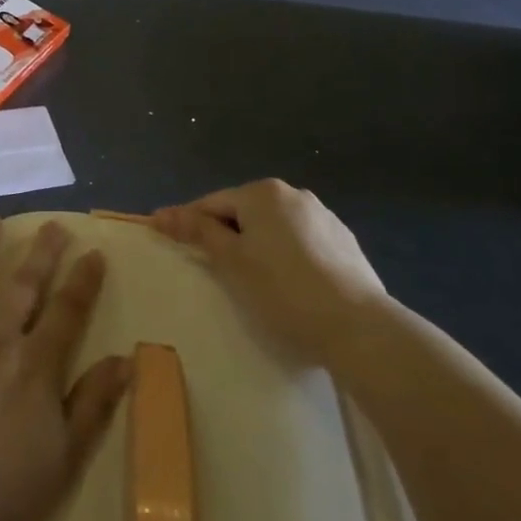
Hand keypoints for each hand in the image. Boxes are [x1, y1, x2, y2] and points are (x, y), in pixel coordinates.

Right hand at [150, 179, 386, 365]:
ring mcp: (324, 217)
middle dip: (224, 235)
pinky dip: (285, 257)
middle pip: (243, 212)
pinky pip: (300, 243)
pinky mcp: (344, 243)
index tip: (164, 238)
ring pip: (273, 228)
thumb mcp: (231, 262)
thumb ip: (198, 232)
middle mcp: (294, 194)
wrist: (358, 327)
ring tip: (250, 280)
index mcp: (263, 193)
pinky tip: (287, 285)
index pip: (211, 203)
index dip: (186, 222)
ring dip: (255, 246)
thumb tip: (161, 213)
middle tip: (209, 268)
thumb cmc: (282, 290)